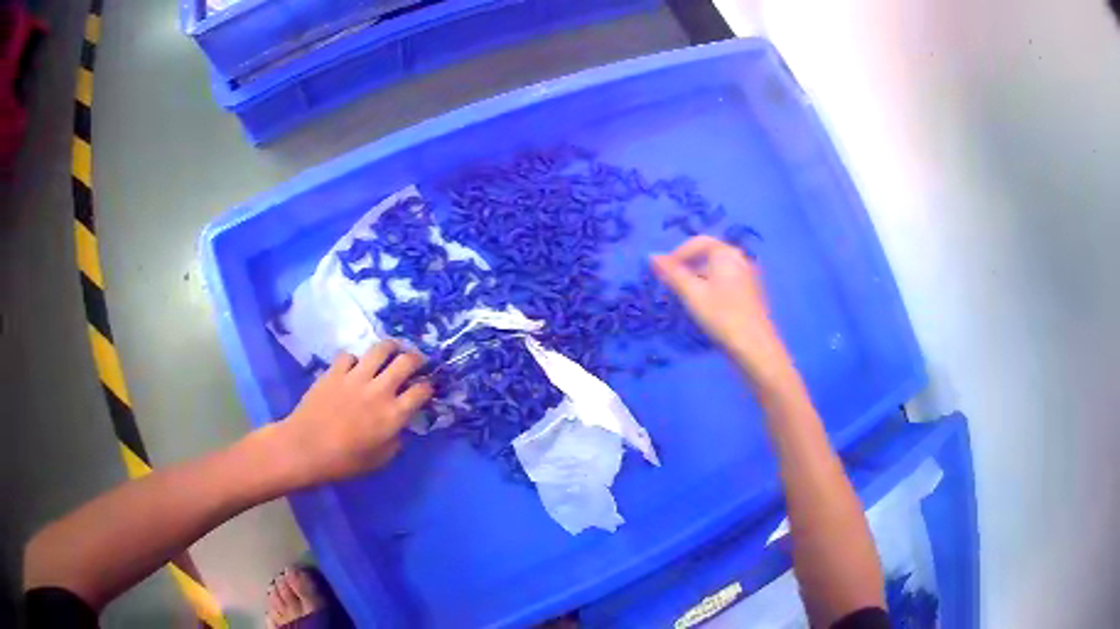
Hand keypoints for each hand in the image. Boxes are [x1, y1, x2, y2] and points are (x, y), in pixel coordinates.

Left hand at [273, 340, 432, 487]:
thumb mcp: (380, 460)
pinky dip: (356, 360)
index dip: (428, 387)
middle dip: (417, 358)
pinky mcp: (334, 371)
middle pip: (406, 361)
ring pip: (381, 349)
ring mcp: (355, 377)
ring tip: (392, 351)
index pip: (421, 390)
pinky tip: (354, 368)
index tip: (427, 388)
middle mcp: (379, 390)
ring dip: (391, 348)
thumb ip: (395, 440)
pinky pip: (350, 356)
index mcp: (393, 414)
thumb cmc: (344, 462)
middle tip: (416, 362)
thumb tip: (399, 426)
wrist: (305, 448)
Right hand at [651, 236, 792, 384]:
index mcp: (727, 253)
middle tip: (671, 283)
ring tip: (684, 296)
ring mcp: (747, 277)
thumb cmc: (721, 315)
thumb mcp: (692, 294)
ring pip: (717, 270)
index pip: (698, 242)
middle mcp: (740, 259)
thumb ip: (672, 273)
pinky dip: (711, 287)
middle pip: (709, 254)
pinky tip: (704, 306)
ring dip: (698, 277)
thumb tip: (652, 256)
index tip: (663, 272)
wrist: (754, 346)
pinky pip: (726, 282)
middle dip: (687, 266)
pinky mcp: (750, 294)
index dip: (677, 254)